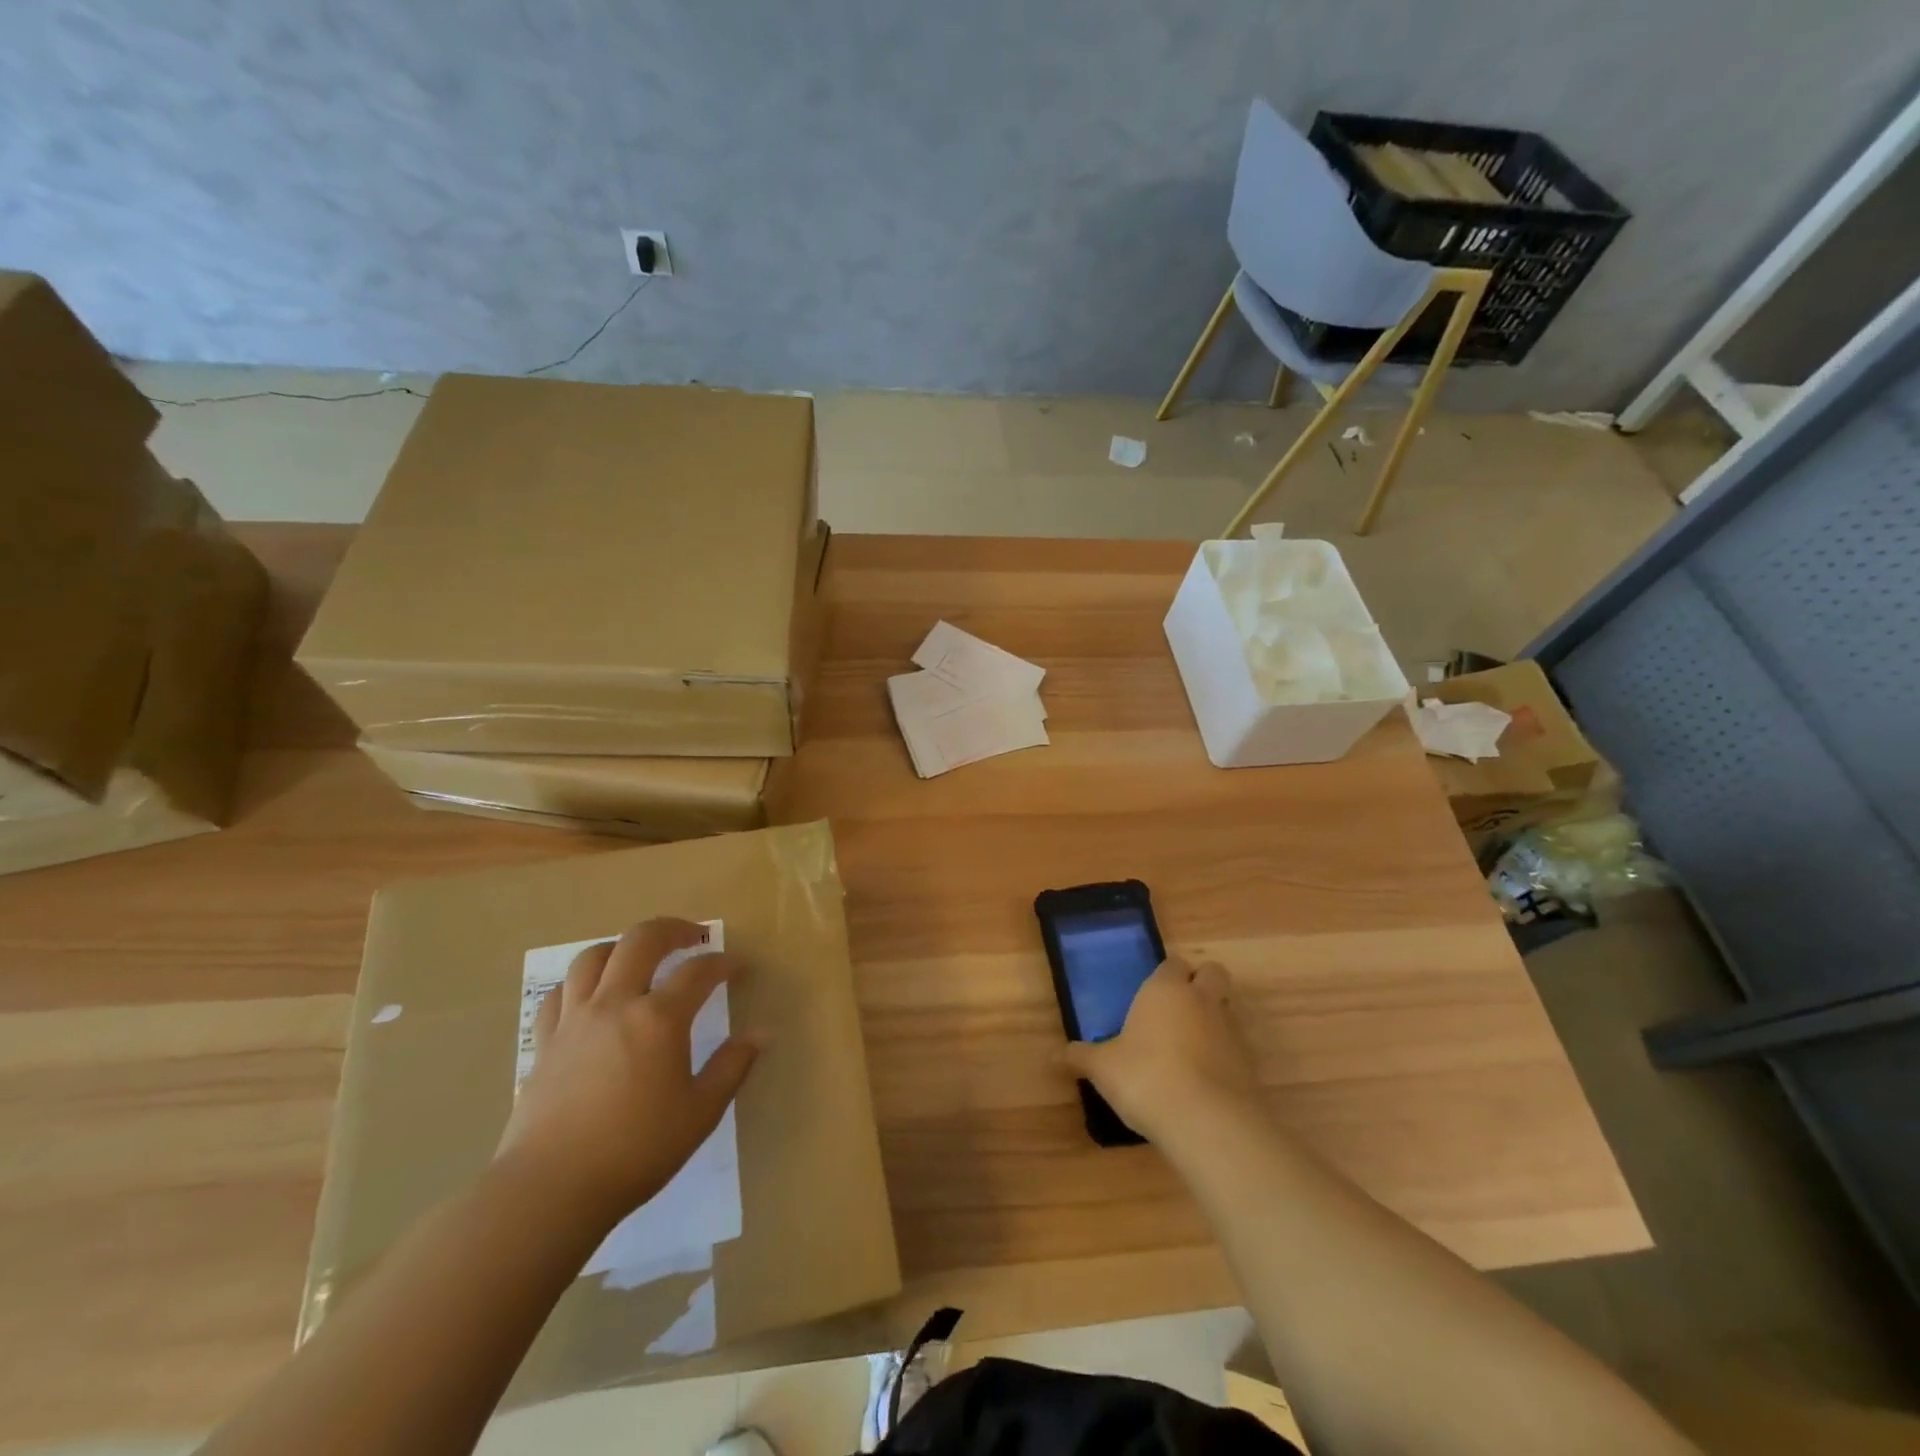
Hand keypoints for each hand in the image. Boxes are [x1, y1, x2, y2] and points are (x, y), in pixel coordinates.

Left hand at [495, 918, 759, 1228]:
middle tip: (694, 937)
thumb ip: (733, 1066)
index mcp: (659, 1019)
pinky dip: (580, 983)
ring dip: (622, 947)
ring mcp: (574, 1020)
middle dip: (673, 929)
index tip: (738, 969)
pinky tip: (591, 996)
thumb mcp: (701, 1112)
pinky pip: (559, 994)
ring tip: (639, 957)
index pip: (699, 972)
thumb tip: (763, 1033)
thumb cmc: (636, 1151)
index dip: (723, 964)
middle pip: (641, 940)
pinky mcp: (544, 1042)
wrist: (550, 1190)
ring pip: (593, 957)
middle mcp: (615, 1004)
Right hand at [1066, 957, 1261, 1139]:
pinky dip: (1222, 1057)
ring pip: (1226, 1010)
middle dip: (1201, 983)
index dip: (1166, 974)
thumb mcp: (1103, 1068)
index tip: (1151, 993)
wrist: (1207, 1122)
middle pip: (1213, 973)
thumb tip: (1059, 1054)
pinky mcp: (1248, 1065)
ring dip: (1212, 1021)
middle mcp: (1201, 1000)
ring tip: (1187, 1050)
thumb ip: (1082, 1057)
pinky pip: (1235, 1048)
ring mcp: (1230, 1031)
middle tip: (1178, 1009)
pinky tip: (1202, 1081)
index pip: (1173, 963)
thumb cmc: (1146, 1077)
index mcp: (1165, 989)